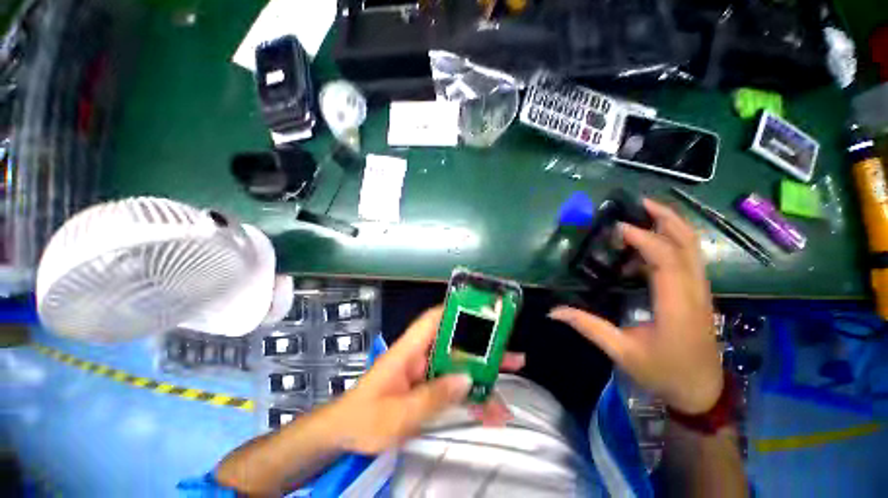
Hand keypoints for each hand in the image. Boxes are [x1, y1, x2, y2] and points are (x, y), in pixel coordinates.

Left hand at [330, 306, 524, 453]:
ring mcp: (424, 372)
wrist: (344, 435)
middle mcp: (420, 355)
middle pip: (454, 344)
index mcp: (408, 350)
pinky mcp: (426, 388)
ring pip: (457, 367)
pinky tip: (488, 412)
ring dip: (481, 377)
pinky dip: (469, 398)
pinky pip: (452, 388)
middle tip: (511, 355)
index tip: (481, 311)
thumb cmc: (364, 419)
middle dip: (482, 349)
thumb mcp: (399, 412)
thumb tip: (467, 379)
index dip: (456, 311)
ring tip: (508, 389)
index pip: (433, 320)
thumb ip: (433, 396)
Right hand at [550, 199, 722, 414]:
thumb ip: (588, 326)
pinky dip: (670, 243)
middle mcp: (695, 291)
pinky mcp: (698, 293)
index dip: (643, 239)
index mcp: (677, 305)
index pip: (665, 260)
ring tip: (643, 214)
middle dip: (666, 218)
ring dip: (671, 225)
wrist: (701, 391)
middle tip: (639, 203)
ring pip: (693, 248)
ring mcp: (701, 290)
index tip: (616, 229)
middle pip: (688, 243)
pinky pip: (688, 258)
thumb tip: (553, 311)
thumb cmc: (663, 372)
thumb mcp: (621, 351)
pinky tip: (646, 247)